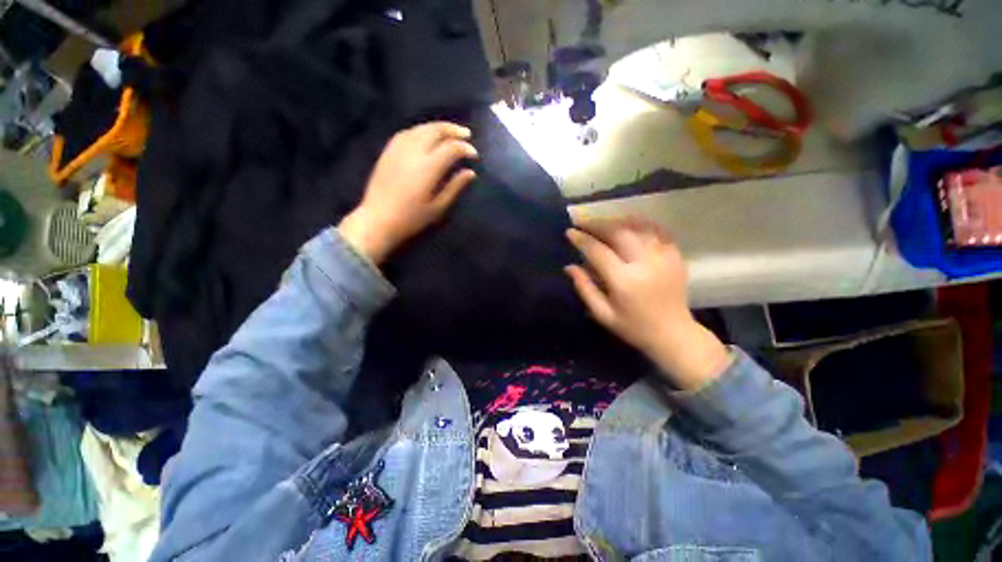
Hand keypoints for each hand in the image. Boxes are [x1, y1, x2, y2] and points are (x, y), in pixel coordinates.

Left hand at [339, 122, 477, 263]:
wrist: (377, 220)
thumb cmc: (411, 219)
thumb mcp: (438, 207)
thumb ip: (455, 187)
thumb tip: (470, 172)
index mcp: (427, 168)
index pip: (451, 148)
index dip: (465, 148)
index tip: (474, 155)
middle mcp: (413, 152)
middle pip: (435, 131)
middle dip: (453, 130)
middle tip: (467, 135)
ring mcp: (398, 149)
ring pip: (421, 128)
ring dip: (438, 127)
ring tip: (450, 132)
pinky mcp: (388, 151)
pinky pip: (407, 133)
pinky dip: (421, 130)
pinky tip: (427, 135)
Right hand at [565, 217, 729, 389]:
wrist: (674, 333)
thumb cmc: (633, 327)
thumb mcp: (603, 314)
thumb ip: (585, 288)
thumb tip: (569, 267)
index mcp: (624, 281)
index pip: (598, 251)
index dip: (582, 240)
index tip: (570, 232)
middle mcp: (645, 264)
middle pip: (618, 232)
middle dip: (597, 223)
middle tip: (582, 222)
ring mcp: (663, 257)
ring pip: (637, 227)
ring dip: (616, 220)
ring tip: (601, 222)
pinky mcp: (675, 255)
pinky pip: (656, 230)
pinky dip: (640, 222)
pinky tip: (627, 223)